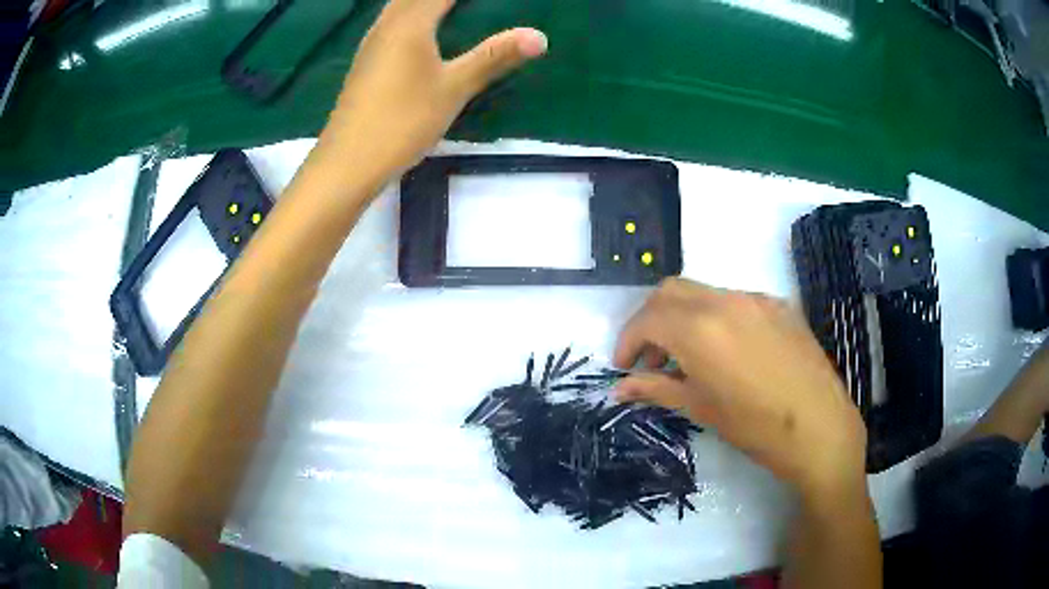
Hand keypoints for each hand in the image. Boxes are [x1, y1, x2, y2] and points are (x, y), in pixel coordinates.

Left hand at [315, 0, 546, 182]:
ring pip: (397, 5)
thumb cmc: (403, 121)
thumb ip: (495, 57)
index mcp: (410, 23)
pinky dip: (410, 14)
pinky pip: (390, 22)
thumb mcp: (454, 88)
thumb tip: (540, 36)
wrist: (349, 162)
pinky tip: (419, 29)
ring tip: (449, 9)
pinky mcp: (365, 62)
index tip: (492, 0)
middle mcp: (386, 25)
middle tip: (469, 4)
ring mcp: (371, 43)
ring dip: (422, 2)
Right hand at [614, 278, 867, 498]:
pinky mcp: (779, 305)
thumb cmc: (755, 427)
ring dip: (684, 316)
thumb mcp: (700, 408)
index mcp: (700, 328)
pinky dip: (716, 318)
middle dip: (651, 319)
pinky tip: (728, 352)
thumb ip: (656, 389)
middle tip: (652, 357)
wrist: (820, 427)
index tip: (624, 366)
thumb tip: (619, 388)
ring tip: (689, 357)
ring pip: (704, 292)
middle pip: (671, 291)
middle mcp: (725, 301)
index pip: (647, 317)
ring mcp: (756, 299)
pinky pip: (735, 301)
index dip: (627, 340)